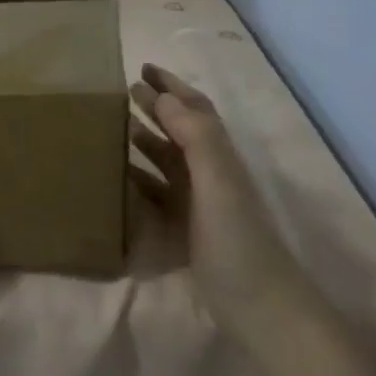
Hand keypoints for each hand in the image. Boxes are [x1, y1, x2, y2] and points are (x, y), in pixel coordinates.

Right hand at [130, 63, 301, 335]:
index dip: (172, 87)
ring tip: (115, 126)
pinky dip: (139, 179)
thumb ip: (195, 137)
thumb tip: (161, 96)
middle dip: (156, 107)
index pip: (194, 110)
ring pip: (168, 161)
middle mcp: (210, 174)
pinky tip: (119, 179)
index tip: (141, 68)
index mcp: (218, 158)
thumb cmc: (237, 242)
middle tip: (122, 91)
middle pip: (180, 131)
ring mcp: (199, 204)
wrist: (260, 308)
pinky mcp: (187, 231)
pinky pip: (158, 194)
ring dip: (146, 139)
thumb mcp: (217, 183)